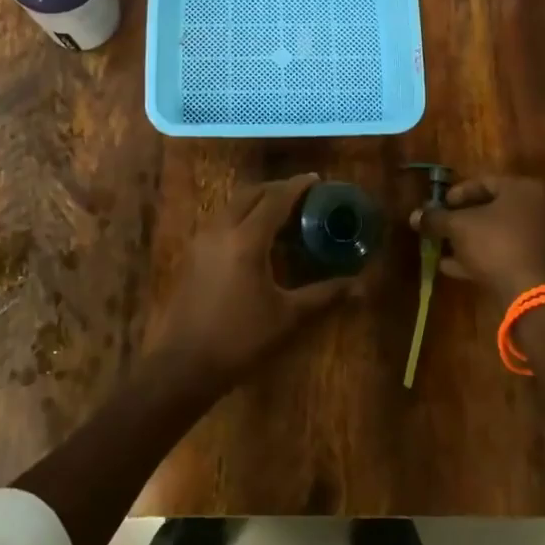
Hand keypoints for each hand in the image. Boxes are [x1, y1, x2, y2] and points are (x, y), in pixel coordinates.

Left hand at [153, 173, 359, 390]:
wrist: (184, 365)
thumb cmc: (240, 340)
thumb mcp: (288, 318)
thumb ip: (324, 295)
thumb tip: (359, 286)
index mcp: (247, 240)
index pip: (275, 199)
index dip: (297, 187)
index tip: (316, 179)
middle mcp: (221, 229)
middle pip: (250, 193)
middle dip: (276, 188)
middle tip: (301, 195)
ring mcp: (202, 240)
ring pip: (232, 204)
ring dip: (257, 200)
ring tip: (281, 212)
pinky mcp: (192, 253)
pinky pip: (221, 219)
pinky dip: (241, 215)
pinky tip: (255, 236)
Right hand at [409, 174, 544, 309]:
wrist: (529, 292)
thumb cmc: (494, 244)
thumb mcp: (458, 227)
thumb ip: (435, 218)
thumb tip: (414, 216)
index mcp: (524, 188)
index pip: (485, 182)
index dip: (457, 193)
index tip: (440, 205)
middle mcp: (541, 207)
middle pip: (495, 208)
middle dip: (465, 219)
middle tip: (444, 227)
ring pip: (502, 233)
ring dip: (474, 241)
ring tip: (446, 251)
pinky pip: (511, 252)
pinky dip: (488, 256)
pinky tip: (458, 268)